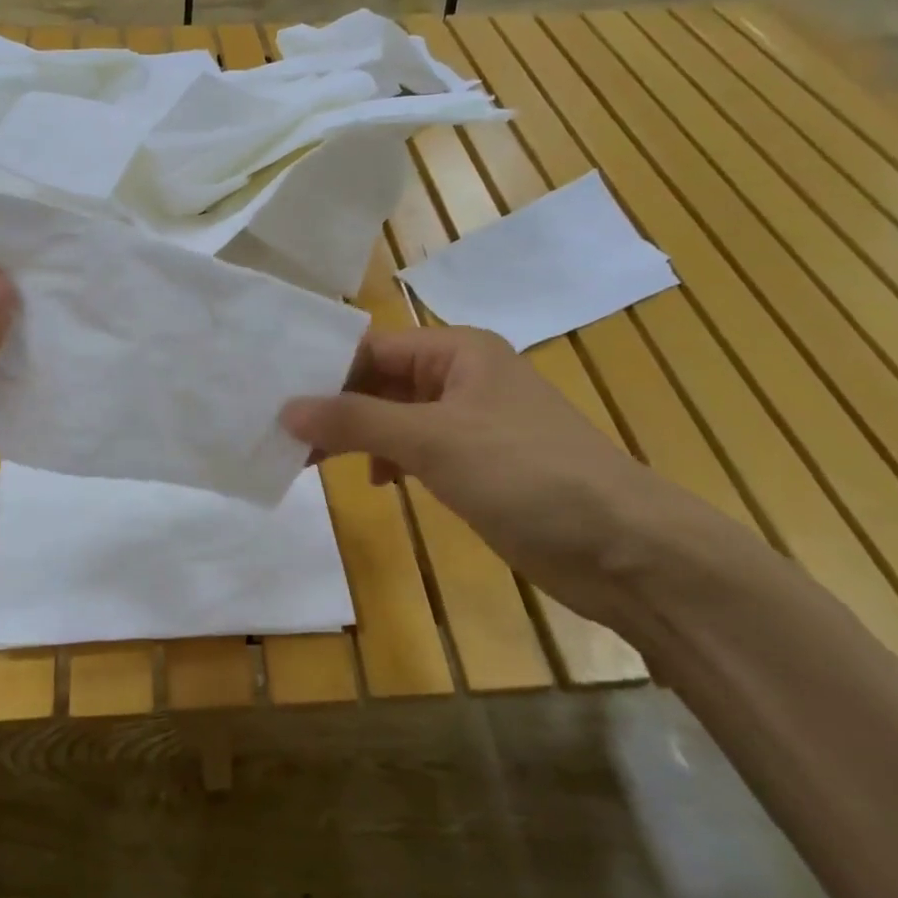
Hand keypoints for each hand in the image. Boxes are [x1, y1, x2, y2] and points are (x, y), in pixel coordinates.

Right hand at [282, 326, 677, 629]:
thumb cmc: (526, 474)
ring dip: (357, 436)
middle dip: (336, 407)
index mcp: (458, 351)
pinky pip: (417, 450)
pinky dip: (389, 461)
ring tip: (311, 459)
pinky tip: (375, 482)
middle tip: (282, 434)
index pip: (373, 348)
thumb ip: (355, 420)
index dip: (324, 370)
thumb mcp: (433, 439)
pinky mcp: (479, 465)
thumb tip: (286, 409)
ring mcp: (472, 423)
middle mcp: (463, 377)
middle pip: (381, 381)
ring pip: (396, 418)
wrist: (624, 550)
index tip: (274, 396)